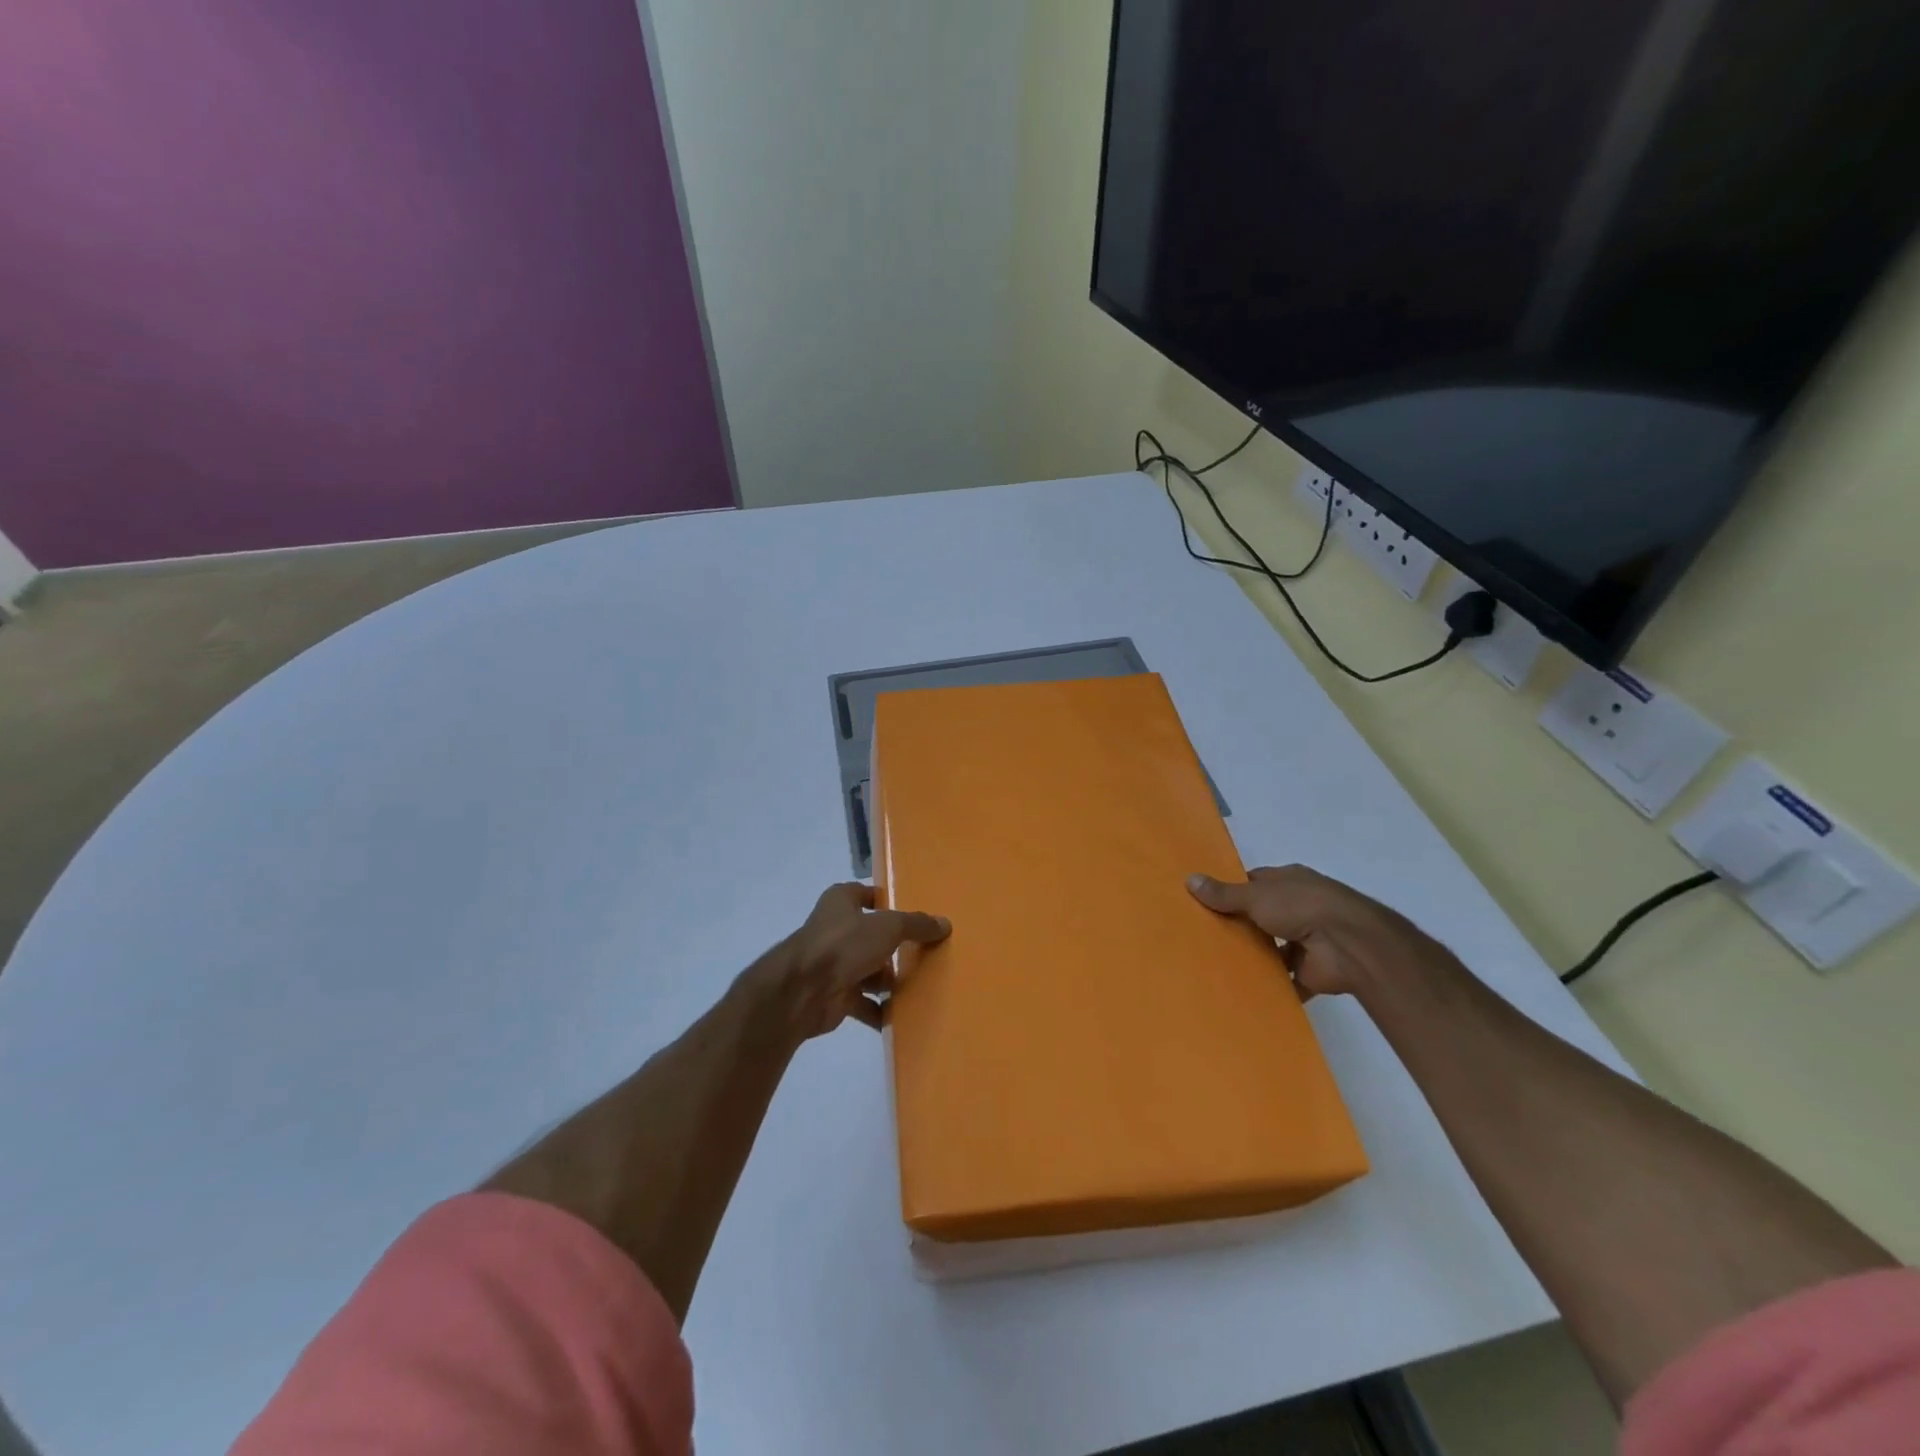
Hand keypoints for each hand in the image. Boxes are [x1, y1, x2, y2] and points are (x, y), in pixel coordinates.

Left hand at [757, 883, 950, 1039]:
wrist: (803, 992)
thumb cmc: (844, 944)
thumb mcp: (888, 927)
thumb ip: (916, 925)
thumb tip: (944, 923)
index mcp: (841, 901)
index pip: (869, 895)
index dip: (890, 903)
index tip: (916, 917)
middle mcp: (836, 929)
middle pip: (872, 935)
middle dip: (895, 947)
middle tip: (927, 953)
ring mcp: (834, 964)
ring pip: (869, 970)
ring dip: (889, 980)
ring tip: (922, 985)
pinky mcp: (835, 995)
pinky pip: (864, 1003)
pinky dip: (880, 1010)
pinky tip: (903, 1015)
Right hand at [1186, 865, 1453, 1000]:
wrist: (1350, 945)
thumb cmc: (1301, 907)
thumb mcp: (1255, 895)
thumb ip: (1224, 894)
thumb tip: (1189, 879)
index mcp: (1289, 881)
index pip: (1254, 882)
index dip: (1231, 891)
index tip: (1204, 902)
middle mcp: (1298, 907)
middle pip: (1261, 915)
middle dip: (1239, 926)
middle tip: (1202, 936)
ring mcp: (1307, 940)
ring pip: (1273, 948)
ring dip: (1254, 956)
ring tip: (1215, 965)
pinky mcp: (1311, 971)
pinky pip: (1285, 979)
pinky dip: (1270, 986)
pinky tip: (1242, 991)